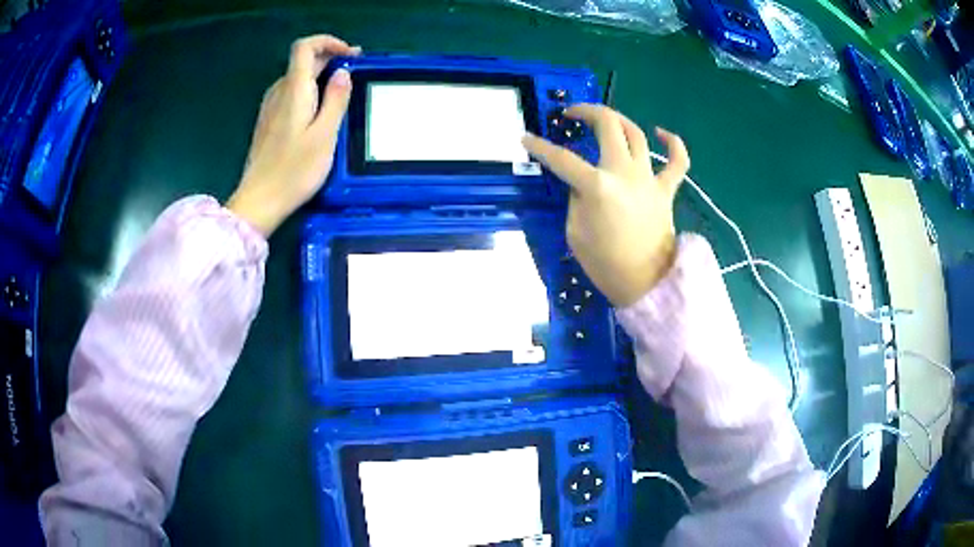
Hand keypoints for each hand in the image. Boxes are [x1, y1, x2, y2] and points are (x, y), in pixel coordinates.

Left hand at [227, 35, 361, 235]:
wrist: (259, 202)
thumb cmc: (294, 171)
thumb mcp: (325, 135)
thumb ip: (335, 100)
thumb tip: (343, 73)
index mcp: (294, 90)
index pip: (305, 47)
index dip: (328, 42)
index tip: (351, 55)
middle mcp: (279, 92)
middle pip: (302, 61)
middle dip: (330, 59)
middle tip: (355, 74)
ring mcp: (270, 107)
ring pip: (296, 77)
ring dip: (320, 75)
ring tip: (342, 91)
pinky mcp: (268, 122)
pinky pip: (290, 94)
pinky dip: (309, 91)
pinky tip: (320, 110)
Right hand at [522, 105, 689, 307]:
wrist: (645, 284)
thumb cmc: (605, 264)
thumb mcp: (574, 231)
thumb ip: (576, 198)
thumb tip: (581, 182)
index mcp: (597, 186)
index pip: (561, 159)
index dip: (540, 147)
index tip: (525, 138)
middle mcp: (624, 172)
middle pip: (607, 125)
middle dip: (585, 112)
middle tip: (571, 114)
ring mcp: (649, 179)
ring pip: (636, 134)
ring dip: (618, 120)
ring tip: (604, 119)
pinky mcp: (666, 190)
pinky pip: (677, 161)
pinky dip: (672, 143)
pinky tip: (661, 132)